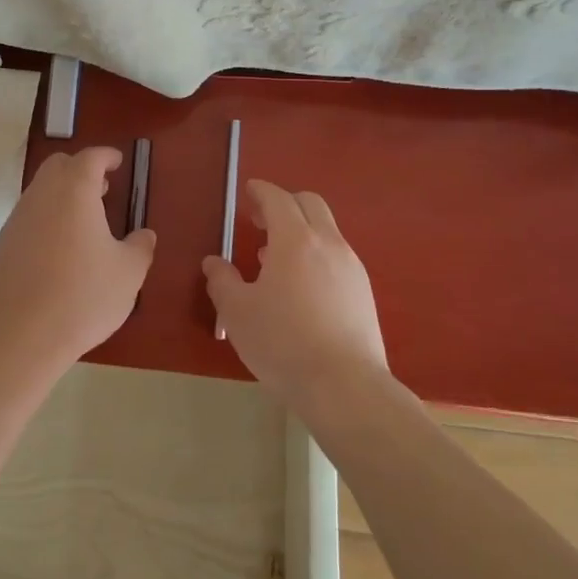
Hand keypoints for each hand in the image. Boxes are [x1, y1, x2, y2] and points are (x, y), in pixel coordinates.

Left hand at [0, 147, 155, 371]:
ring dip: (62, 194)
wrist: (22, 334)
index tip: (117, 162)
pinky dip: (46, 217)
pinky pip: (29, 215)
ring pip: (40, 190)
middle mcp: (42, 195)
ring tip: (84, 221)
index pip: (90, 157)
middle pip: (59, 166)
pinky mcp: (4, 243)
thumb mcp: (128, 273)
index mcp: (75, 191)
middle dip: (81, 169)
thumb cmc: (83, 296)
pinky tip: (59, 248)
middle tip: (102, 189)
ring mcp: (18, 218)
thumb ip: (140, 247)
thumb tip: (144, 235)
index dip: (106, 156)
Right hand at [203, 180, 387, 410]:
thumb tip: (214, 263)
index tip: (249, 190)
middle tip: (260, 220)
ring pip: (326, 230)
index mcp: (295, 240)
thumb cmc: (284, 343)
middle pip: (310, 204)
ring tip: (275, 259)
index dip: (261, 191)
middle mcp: (328, 244)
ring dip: (301, 231)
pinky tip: (301, 287)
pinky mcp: (364, 293)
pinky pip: (337, 257)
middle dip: (284, 203)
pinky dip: (316, 255)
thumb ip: (222, 281)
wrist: (346, 387)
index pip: (278, 199)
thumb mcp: (237, 313)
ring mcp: (351, 267)